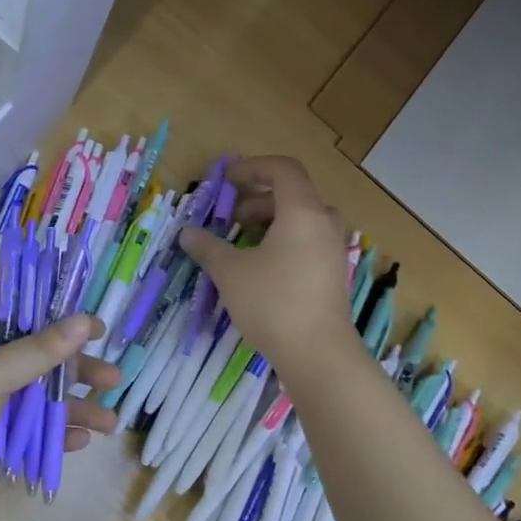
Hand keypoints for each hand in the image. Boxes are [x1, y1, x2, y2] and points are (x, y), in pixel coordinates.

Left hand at [0, 315, 121, 520]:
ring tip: (110, 423)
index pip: (25, 323)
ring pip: (36, 405)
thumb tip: (84, 320)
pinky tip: (79, 443)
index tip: (98, 330)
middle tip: (114, 381)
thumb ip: (39, 350)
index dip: (62, 325)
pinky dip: (52, 438)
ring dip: (72, 410)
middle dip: (77, 374)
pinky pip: (26, 437)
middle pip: (38, 366)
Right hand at [180, 156, 353, 378]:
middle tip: (230, 217)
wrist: (318, 353)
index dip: (252, 167)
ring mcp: (332, 250)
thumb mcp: (230, 272)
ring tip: (241, 243)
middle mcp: (324, 223)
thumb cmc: (272, 303)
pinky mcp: (332, 274)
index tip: (226, 180)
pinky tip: (260, 268)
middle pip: (292, 195)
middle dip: (257, 199)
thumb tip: (187, 233)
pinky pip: (307, 243)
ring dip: (269, 223)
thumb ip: (208, 247)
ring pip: (300, 221)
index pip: (283, 169)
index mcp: (302, 212)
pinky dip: (283, 242)